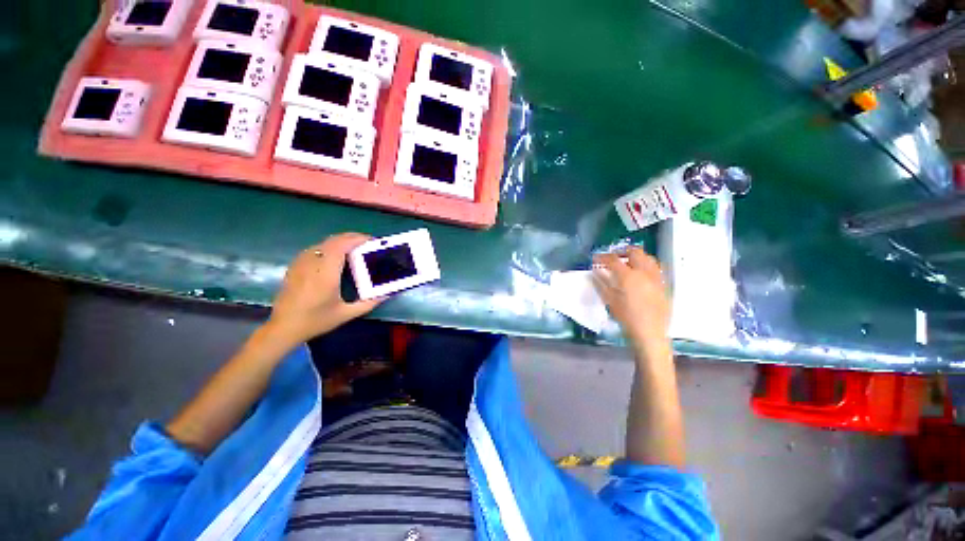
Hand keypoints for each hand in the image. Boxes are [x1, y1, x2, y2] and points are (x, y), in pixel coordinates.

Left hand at [266, 233, 382, 345]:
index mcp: (326, 274)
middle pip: (333, 240)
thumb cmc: (316, 320)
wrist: (283, 327)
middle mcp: (312, 263)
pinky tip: (336, 256)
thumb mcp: (346, 314)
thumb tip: (387, 294)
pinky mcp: (296, 265)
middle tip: (367, 244)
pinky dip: (330, 246)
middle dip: (352, 237)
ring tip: (355, 249)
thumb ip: (369, 303)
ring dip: (341, 241)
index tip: (371, 241)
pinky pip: (316, 248)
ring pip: (324, 242)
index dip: (357, 239)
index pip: (341, 245)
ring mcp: (301, 263)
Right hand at [592, 247, 670, 355]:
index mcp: (628, 276)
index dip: (602, 257)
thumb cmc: (626, 317)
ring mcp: (656, 277)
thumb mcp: (610, 300)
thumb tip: (595, 272)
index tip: (596, 258)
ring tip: (628, 262)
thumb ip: (601, 284)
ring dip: (636, 256)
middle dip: (622, 252)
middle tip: (613, 257)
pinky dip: (646, 265)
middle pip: (634, 252)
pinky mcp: (663, 284)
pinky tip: (641, 273)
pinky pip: (655, 267)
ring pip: (648, 257)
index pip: (613, 260)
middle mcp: (644, 272)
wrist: (650, 332)